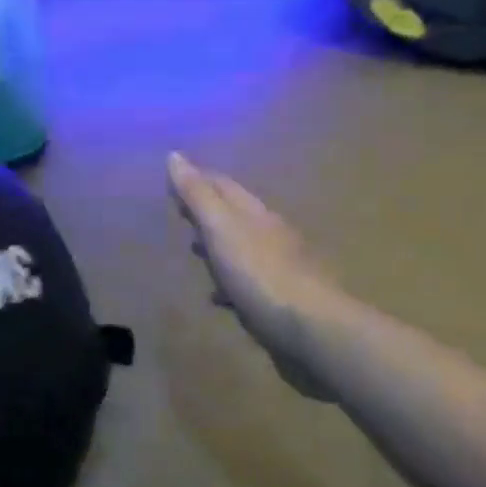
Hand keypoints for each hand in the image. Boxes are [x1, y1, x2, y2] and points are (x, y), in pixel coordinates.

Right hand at [167, 152, 335, 400]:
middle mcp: (271, 236)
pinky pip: (248, 283)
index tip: (173, 177)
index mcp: (256, 215)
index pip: (224, 187)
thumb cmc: (260, 275)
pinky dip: (229, 282)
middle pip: (235, 215)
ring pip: (243, 249)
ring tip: (194, 251)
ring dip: (219, 246)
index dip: (198, 179)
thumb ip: (198, 196)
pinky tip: (218, 296)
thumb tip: (174, 155)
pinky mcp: (280, 301)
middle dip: (209, 211)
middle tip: (180, 213)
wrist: (312, 331)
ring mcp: (279, 269)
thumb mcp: (221, 229)